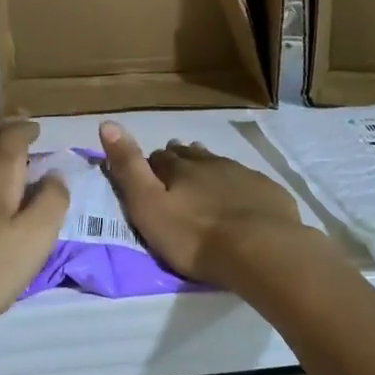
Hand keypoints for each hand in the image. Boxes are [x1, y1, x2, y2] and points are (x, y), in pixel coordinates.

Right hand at [98, 121, 315, 291]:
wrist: (261, 251)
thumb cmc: (195, 237)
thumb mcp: (148, 206)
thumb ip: (128, 167)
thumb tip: (107, 123)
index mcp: (179, 167)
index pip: (159, 157)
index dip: (151, 164)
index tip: (148, 173)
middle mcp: (210, 162)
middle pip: (189, 156)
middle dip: (179, 162)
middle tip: (174, 175)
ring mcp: (242, 174)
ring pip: (218, 165)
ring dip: (208, 170)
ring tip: (203, 181)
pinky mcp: (268, 191)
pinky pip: (247, 181)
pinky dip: (237, 186)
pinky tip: (239, 198)